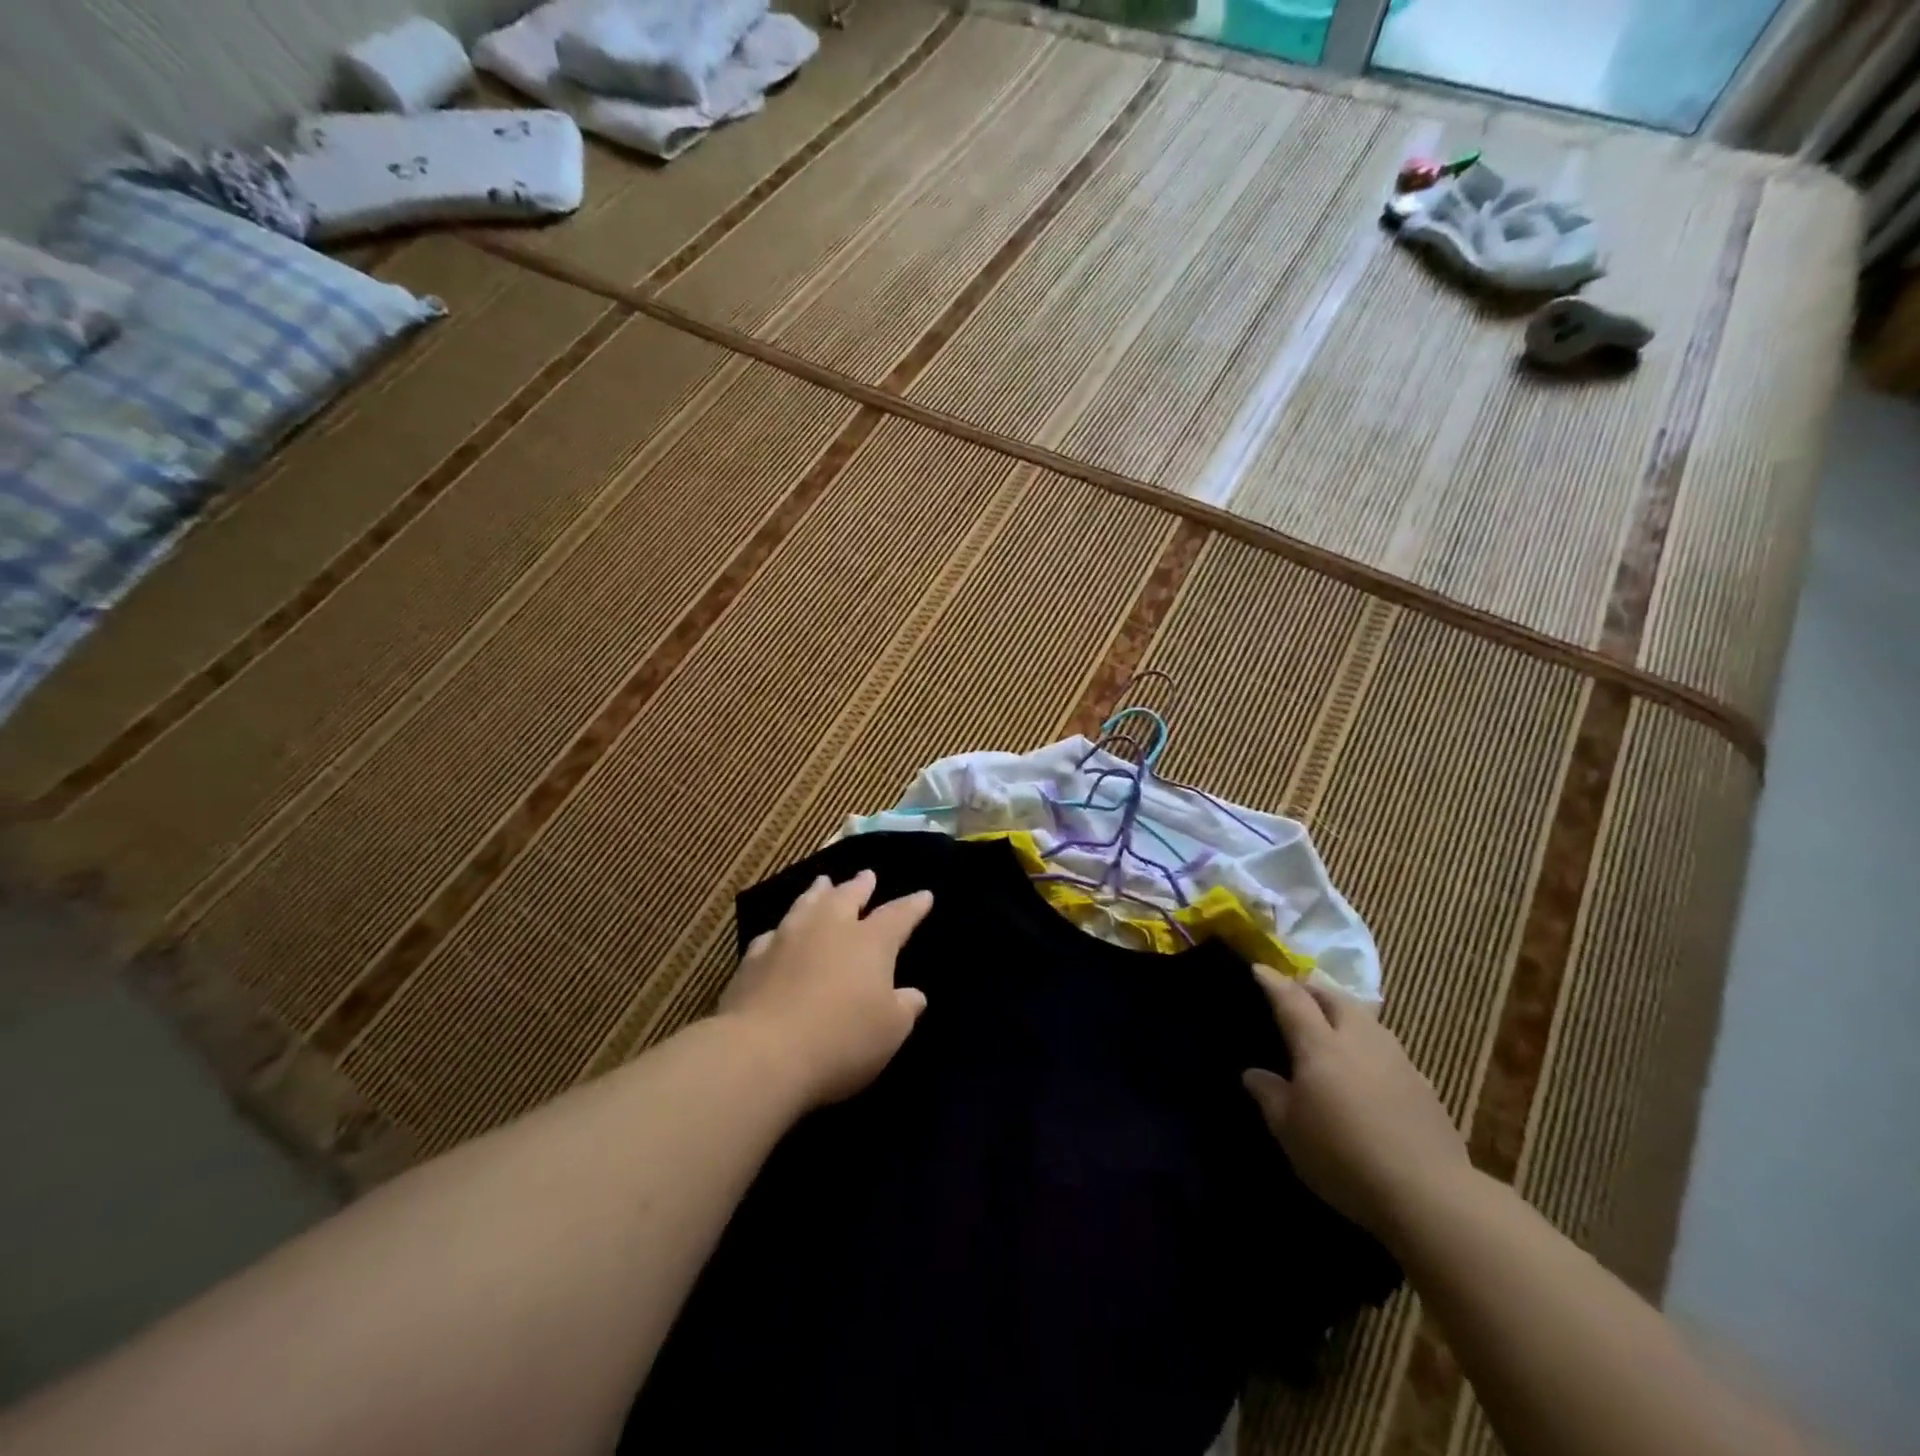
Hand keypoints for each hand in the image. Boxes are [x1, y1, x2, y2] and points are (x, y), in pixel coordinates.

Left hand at [718, 870, 933, 1107]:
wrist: (762, 1053)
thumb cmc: (841, 1040)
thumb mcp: (890, 1031)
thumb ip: (904, 1008)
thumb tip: (913, 995)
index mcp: (870, 942)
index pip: (897, 916)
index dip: (913, 906)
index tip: (924, 895)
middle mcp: (830, 928)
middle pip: (847, 897)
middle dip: (860, 886)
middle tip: (867, 875)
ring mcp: (788, 939)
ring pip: (807, 904)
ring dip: (818, 892)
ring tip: (823, 882)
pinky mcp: (753, 959)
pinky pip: (772, 934)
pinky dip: (782, 929)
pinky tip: (779, 932)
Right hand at [1242, 967, 1470, 1242]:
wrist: (1428, 1195)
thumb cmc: (1343, 1157)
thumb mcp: (1289, 1131)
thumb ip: (1270, 1095)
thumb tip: (1254, 1073)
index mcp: (1320, 1046)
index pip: (1292, 1000)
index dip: (1273, 982)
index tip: (1259, 969)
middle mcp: (1359, 1041)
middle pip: (1336, 999)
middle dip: (1314, 990)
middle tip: (1298, 995)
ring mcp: (1397, 1061)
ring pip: (1368, 1021)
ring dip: (1347, 1015)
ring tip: (1334, 1027)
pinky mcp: (1425, 1086)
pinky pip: (1391, 1051)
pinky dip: (1372, 1048)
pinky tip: (1370, 1071)